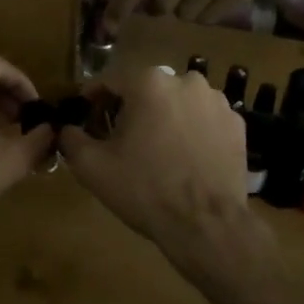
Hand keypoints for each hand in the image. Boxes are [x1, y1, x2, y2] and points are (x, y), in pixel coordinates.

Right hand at [58, 66, 263, 267]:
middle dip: (130, 109)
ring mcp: (217, 102)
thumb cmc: (144, 189)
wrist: (205, 223)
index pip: (110, 80)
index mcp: (150, 82)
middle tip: (120, 140)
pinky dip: (191, 132)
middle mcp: (187, 80)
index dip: (93, 99)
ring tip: (156, 151)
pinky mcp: (237, 125)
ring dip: (163, 119)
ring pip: (178, 104)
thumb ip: (71, 138)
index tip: (85, 117)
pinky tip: (184, 159)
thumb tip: (67, 129)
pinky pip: (203, 121)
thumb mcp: (92, 166)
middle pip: (147, 90)